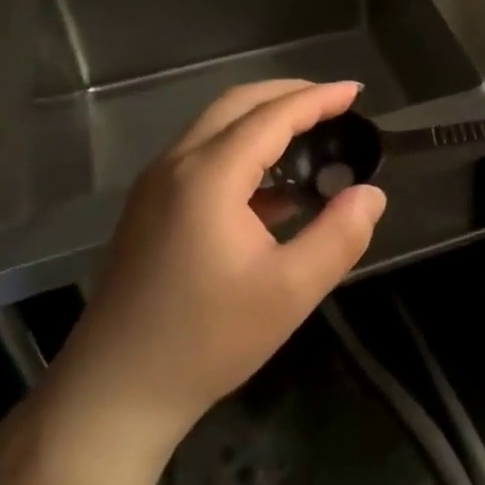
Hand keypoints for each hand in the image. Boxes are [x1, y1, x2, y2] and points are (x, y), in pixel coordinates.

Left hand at [41, 79, 385, 456]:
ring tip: (309, 135)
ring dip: (263, 119)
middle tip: (334, 103)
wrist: (113, 393)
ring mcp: (155, 185)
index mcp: (209, 175)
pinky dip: (241, 150)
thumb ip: (339, 236)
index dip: (318, 99)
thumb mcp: (290, 292)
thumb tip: (371, 194)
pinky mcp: (147, 209)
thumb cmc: (206, 340)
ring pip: (215, 127)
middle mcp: (176, 165)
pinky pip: (201, 156)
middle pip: (237, 104)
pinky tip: (272, 190)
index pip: (273, 116)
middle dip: (288, 94)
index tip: (356, 91)